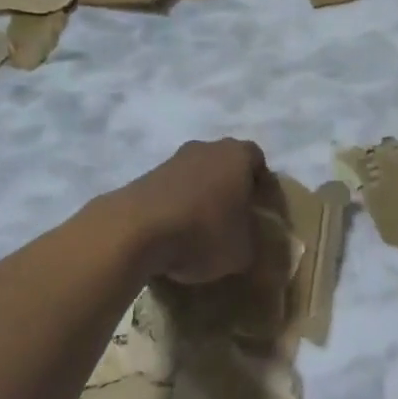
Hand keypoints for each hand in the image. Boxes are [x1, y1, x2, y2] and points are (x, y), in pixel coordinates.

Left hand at [112, 138, 276, 286]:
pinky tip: (174, 235)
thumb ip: (251, 240)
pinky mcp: (146, 176)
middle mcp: (206, 148)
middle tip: (233, 220)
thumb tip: (246, 240)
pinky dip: (176, 207)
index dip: (262, 185)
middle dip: (230, 189)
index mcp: (237, 155)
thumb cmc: (203, 231)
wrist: (136, 229)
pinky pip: (172, 190)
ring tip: (200, 232)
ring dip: (200, 198)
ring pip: (196, 176)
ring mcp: (173, 159)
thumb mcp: (243, 250)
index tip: (260, 210)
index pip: (258, 160)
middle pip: (225, 165)